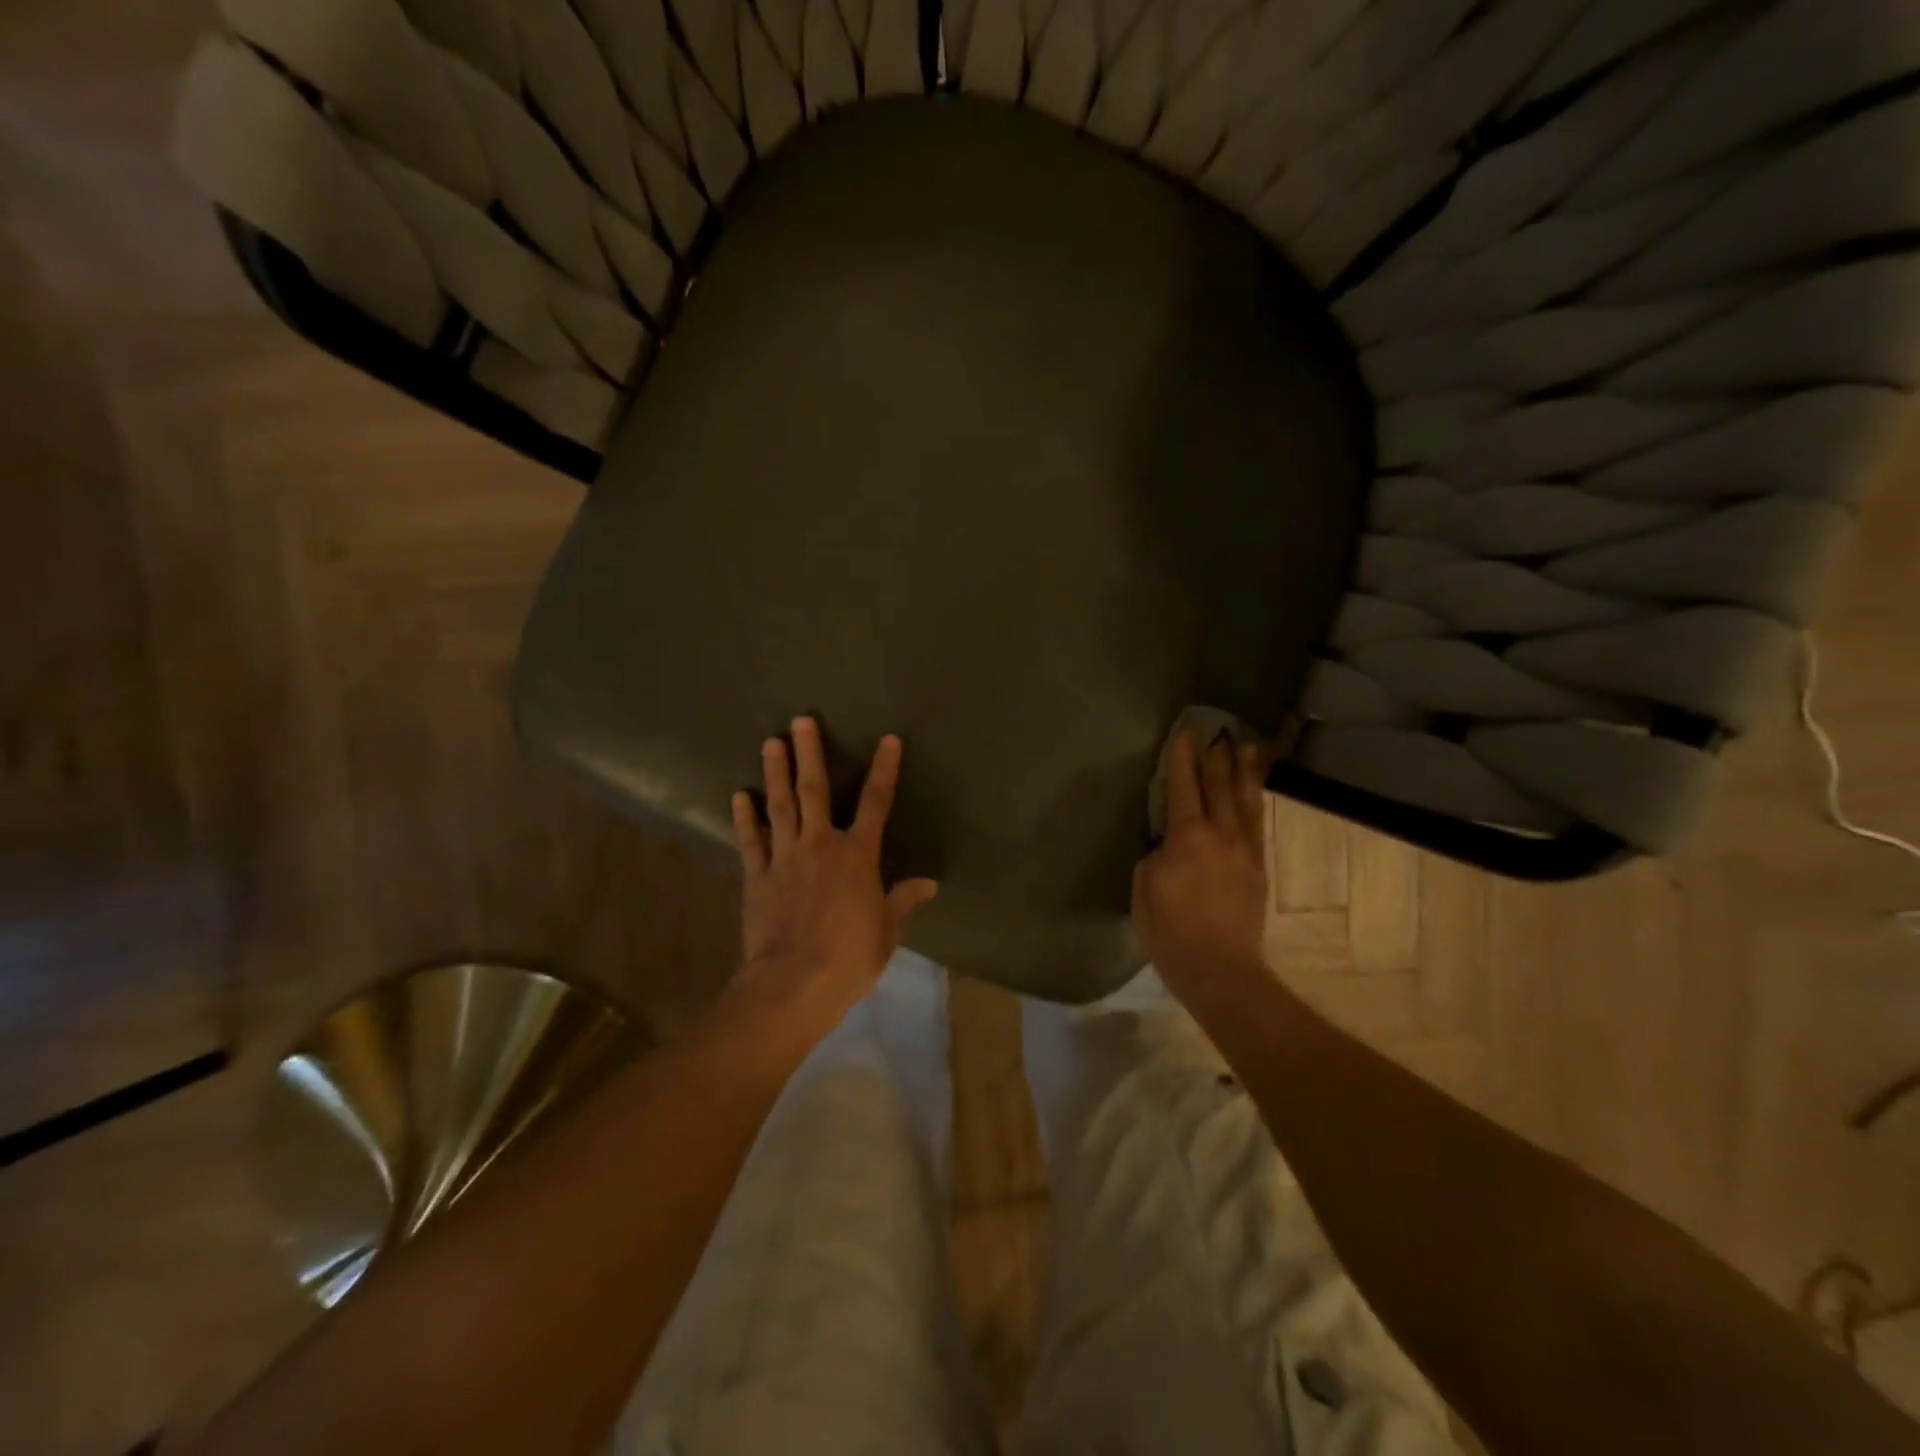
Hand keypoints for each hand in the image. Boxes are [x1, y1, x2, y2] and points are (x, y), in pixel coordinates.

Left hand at [729, 717, 938, 1035]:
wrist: (794, 983)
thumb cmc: (850, 957)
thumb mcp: (887, 931)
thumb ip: (904, 900)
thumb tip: (929, 883)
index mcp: (858, 856)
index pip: (877, 803)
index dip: (885, 769)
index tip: (888, 739)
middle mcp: (821, 845)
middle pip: (815, 790)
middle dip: (810, 754)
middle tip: (800, 720)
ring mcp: (785, 858)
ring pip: (780, 806)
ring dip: (775, 772)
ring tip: (770, 742)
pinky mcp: (757, 876)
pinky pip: (751, 841)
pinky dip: (744, 818)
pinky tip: (738, 795)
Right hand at [1132, 731, 1269, 997]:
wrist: (1221, 970)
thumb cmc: (1171, 932)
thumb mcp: (1144, 889)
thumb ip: (1156, 858)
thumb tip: (1169, 846)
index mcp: (1188, 838)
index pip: (1183, 788)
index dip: (1182, 759)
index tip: (1185, 734)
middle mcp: (1221, 835)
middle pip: (1219, 787)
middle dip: (1217, 757)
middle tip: (1218, 732)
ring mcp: (1244, 851)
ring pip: (1245, 801)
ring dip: (1244, 772)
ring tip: (1247, 748)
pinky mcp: (1258, 869)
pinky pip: (1256, 824)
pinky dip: (1254, 801)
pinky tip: (1253, 793)